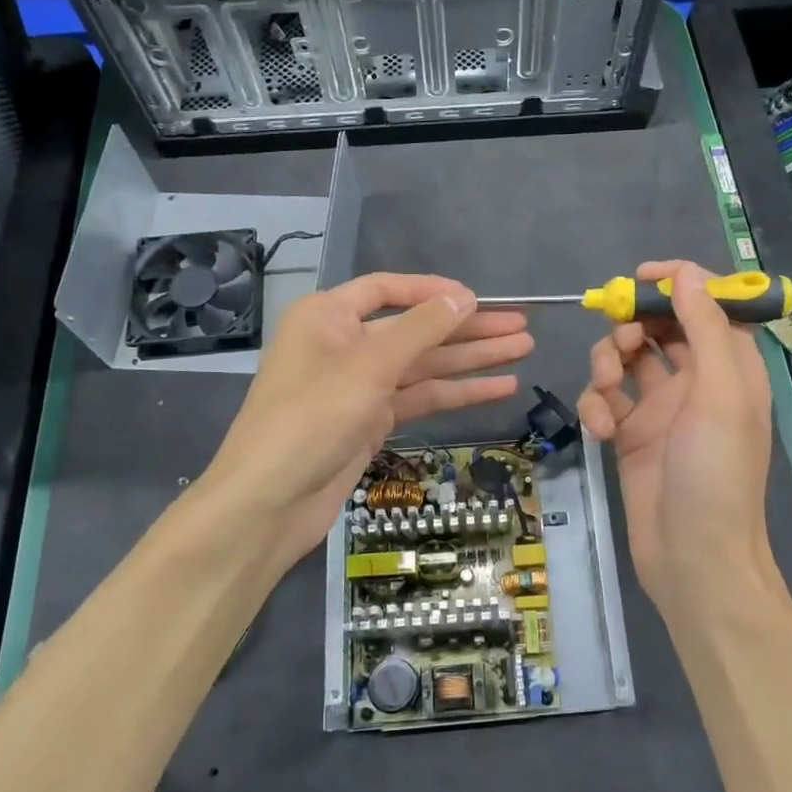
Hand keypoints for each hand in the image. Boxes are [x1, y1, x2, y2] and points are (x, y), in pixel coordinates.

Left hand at [200, 274, 531, 572]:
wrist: (269, 502)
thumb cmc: (311, 418)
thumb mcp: (369, 366)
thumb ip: (420, 328)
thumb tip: (463, 298)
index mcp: (329, 316)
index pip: (388, 289)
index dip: (435, 291)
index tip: (479, 299)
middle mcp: (344, 344)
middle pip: (415, 328)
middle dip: (467, 328)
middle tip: (521, 327)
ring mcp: (359, 386)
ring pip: (423, 365)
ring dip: (471, 360)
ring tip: (523, 351)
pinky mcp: (370, 421)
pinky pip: (419, 398)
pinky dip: (456, 393)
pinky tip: (498, 387)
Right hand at [577, 261, 777, 623]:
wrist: (693, 558)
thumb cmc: (716, 473)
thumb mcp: (719, 394)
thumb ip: (703, 329)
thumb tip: (687, 274)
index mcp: (730, 368)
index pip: (707, 306)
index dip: (677, 285)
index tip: (639, 278)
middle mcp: (696, 381)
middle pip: (658, 328)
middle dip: (631, 326)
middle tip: (617, 339)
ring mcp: (660, 409)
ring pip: (625, 360)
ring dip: (607, 364)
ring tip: (605, 390)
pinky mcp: (630, 434)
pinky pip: (606, 401)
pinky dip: (596, 406)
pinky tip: (601, 430)